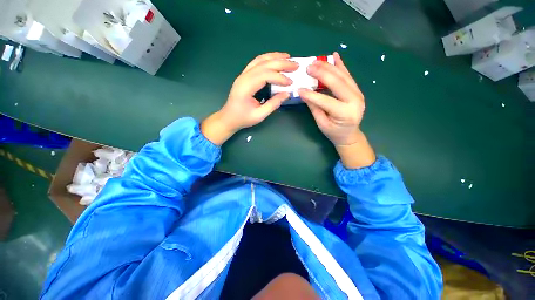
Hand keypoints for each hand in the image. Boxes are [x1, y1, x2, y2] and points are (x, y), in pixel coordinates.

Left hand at [202, 52, 297, 144]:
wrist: (228, 118)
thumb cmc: (243, 118)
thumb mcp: (259, 115)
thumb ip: (273, 104)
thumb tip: (287, 94)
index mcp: (246, 87)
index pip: (265, 75)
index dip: (280, 78)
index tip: (291, 83)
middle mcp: (244, 77)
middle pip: (264, 64)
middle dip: (281, 63)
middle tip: (295, 65)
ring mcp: (243, 75)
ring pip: (260, 60)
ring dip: (274, 57)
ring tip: (288, 57)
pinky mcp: (244, 76)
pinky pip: (256, 63)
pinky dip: (267, 59)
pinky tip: (275, 60)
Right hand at [299, 52, 375, 167]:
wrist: (349, 134)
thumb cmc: (334, 132)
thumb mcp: (322, 123)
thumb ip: (314, 108)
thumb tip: (304, 93)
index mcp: (345, 113)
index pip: (326, 101)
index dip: (311, 95)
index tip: (299, 89)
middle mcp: (355, 100)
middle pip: (337, 83)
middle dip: (322, 73)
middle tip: (309, 67)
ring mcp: (358, 93)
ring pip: (343, 76)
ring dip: (329, 67)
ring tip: (316, 62)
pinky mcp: (357, 90)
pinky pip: (348, 76)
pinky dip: (341, 65)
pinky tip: (335, 56)